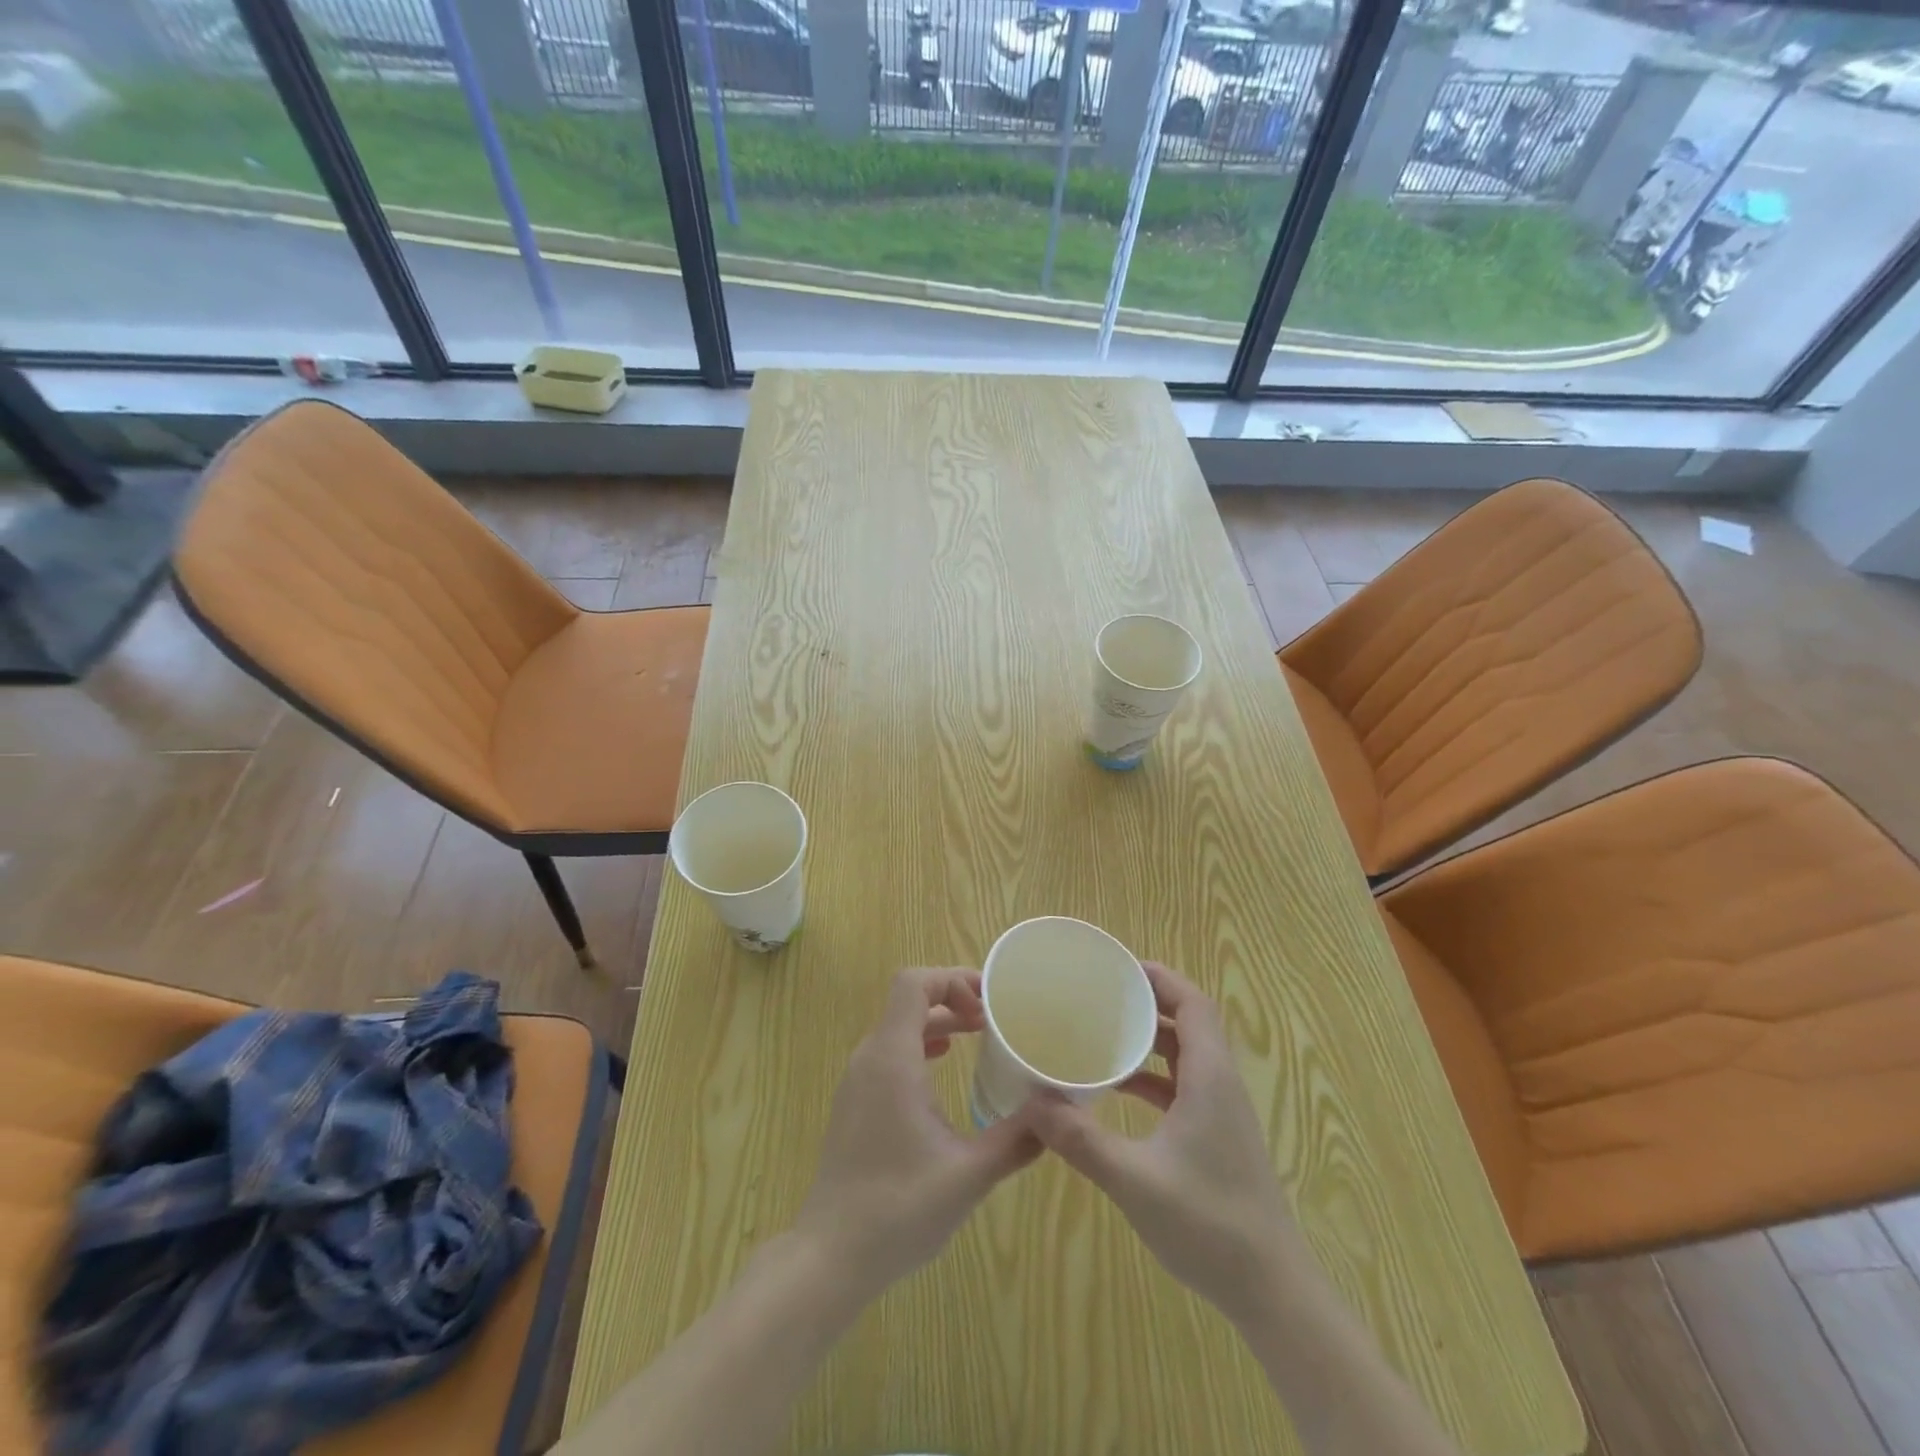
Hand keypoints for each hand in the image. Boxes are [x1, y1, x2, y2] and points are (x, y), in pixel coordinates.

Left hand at [792, 967, 1041, 1300]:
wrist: (829, 1257)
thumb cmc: (899, 1208)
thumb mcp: (970, 1174)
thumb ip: (1017, 1138)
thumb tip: (1059, 1112)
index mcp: (892, 1057)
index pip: (914, 983)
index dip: (953, 978)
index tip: (991, 1000)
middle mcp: (870, 1057)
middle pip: (909, 1000)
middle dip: (953, 998)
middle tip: (995, 1017)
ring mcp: (857, 1080)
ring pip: (898, 1026)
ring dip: (938, 1020)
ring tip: (978, 1034)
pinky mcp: (855, 1102)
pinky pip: (889, 1051)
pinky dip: (920, 1044)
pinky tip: (944, 1065)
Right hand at [1028, 962, 1298, 1329]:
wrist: (1272, 1292)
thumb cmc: (1208, 1224)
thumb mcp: (1133, 1179)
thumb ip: (1080, 1139)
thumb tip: (1030, 1103)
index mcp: (1210, 1077)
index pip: (1193, 1003)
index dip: (1160, 978)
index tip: (1118, 968)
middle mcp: (1221, 1084)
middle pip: (1190, 1023)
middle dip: (1148, 1003)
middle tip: (1100, 996)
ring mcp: (1224, 1113)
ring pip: (1187, 1056)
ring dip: (1150, 1041)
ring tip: (1103, 1034)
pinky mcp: (1220, 1137)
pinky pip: (1185, 1086)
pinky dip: (1154, 1077)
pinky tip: (1118, 1091)